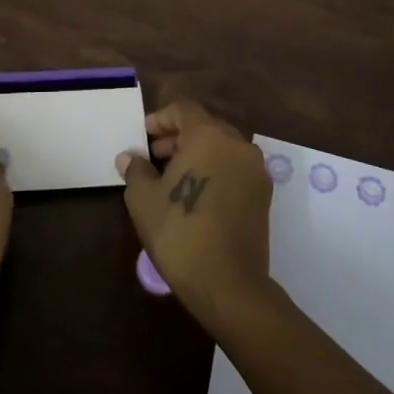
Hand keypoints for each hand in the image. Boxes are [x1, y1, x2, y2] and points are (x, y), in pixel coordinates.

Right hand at [117, 99, 272, 325]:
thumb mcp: (144, 199)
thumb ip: (136, 170)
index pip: (184, 109)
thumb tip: (129, 157)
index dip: (160, 119)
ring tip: (172, 177)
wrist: (228, 284)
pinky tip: (196, 194)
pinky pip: (235, 168)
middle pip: (205, 126)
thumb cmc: (179, 232)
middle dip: (178, 137)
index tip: (144, 137)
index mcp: (209, 135)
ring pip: (222, 148)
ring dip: (198, 154)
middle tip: (154, 157)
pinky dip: (215, 171)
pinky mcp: (264, 195)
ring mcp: (255, 170)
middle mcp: (237, 144)